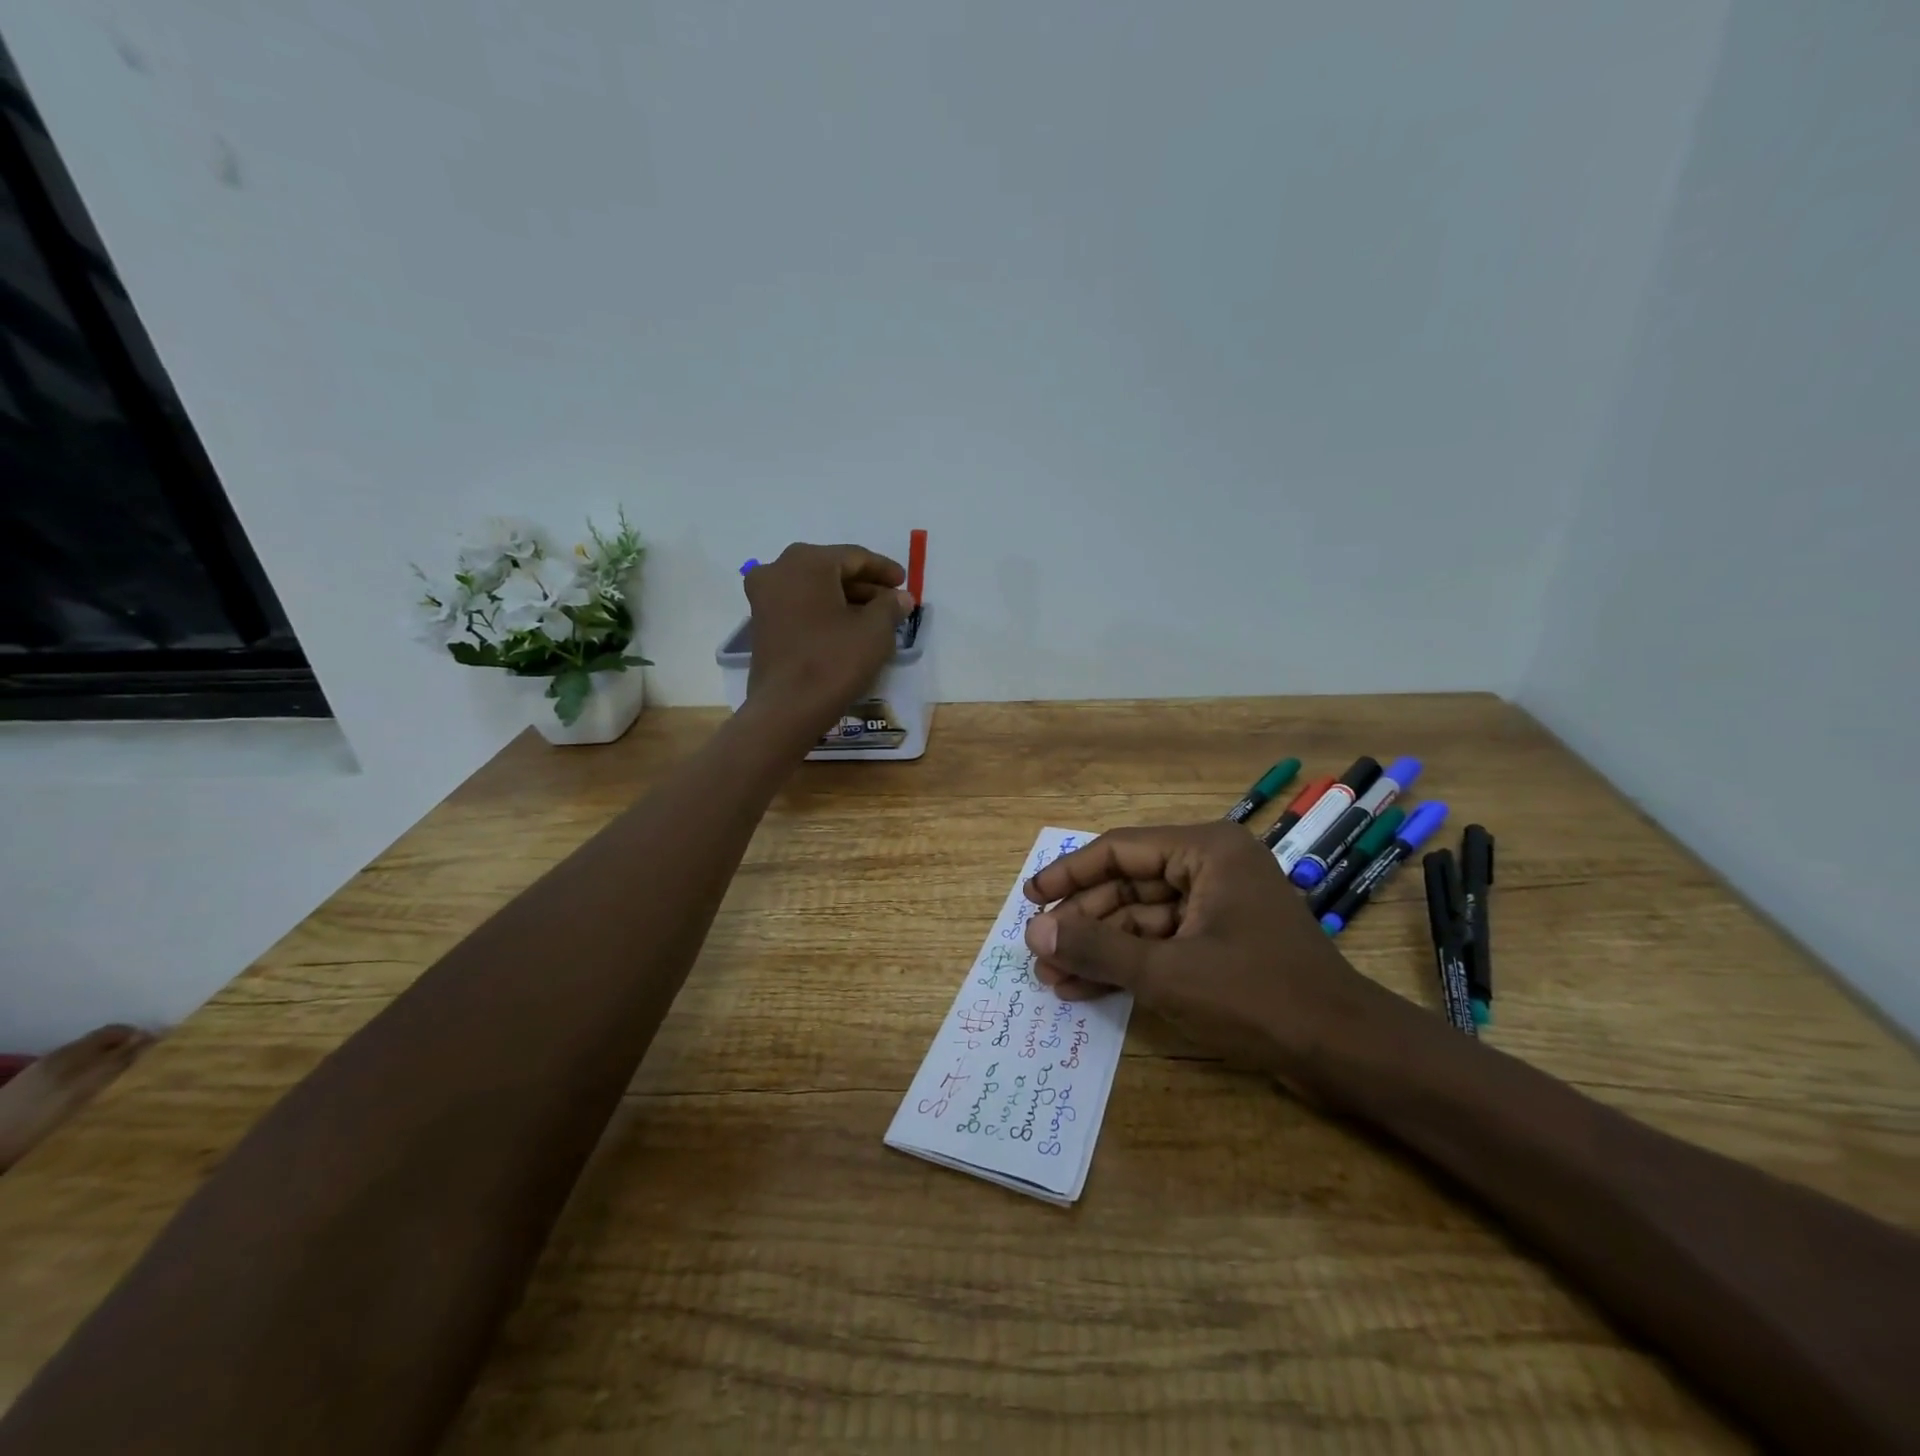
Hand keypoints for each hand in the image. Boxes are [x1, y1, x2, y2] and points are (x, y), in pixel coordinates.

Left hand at [742, 543, 913, 739]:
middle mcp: (779, 569)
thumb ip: (890, 606)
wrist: (787, 709)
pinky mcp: (761, 624)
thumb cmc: (834, 661)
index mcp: (807, 561)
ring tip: (875, 618)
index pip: (854, 557)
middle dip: (864, 585)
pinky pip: (800, 606)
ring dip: (845, 599)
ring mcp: (764, 597)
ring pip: (814, 588)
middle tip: (892, 600)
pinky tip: (847, 629)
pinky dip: (825, 612)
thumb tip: (900, 597)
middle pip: (831, 570)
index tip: (904, 582)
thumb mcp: (875, 631)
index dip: (883, 569)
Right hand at [1021, 823, 1392, 1088]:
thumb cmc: (1256, 996)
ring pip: (1141, 918)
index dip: (1069, 874)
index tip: (1030, 898)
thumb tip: (1034, 931)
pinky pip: (1162, 943)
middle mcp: (1210, 867)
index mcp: (1205, 851)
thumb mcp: (1167, 972)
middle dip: (1082, 922)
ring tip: (1053, 977)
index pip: (1119, 850)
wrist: (1345, 1052)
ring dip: (1099, 948)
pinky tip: (1086, 987)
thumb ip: (1097, 947)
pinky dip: (1128, 964)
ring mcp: (1217, 906)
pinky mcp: (1221, 942)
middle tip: (1039, 951)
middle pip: (1127, 885)